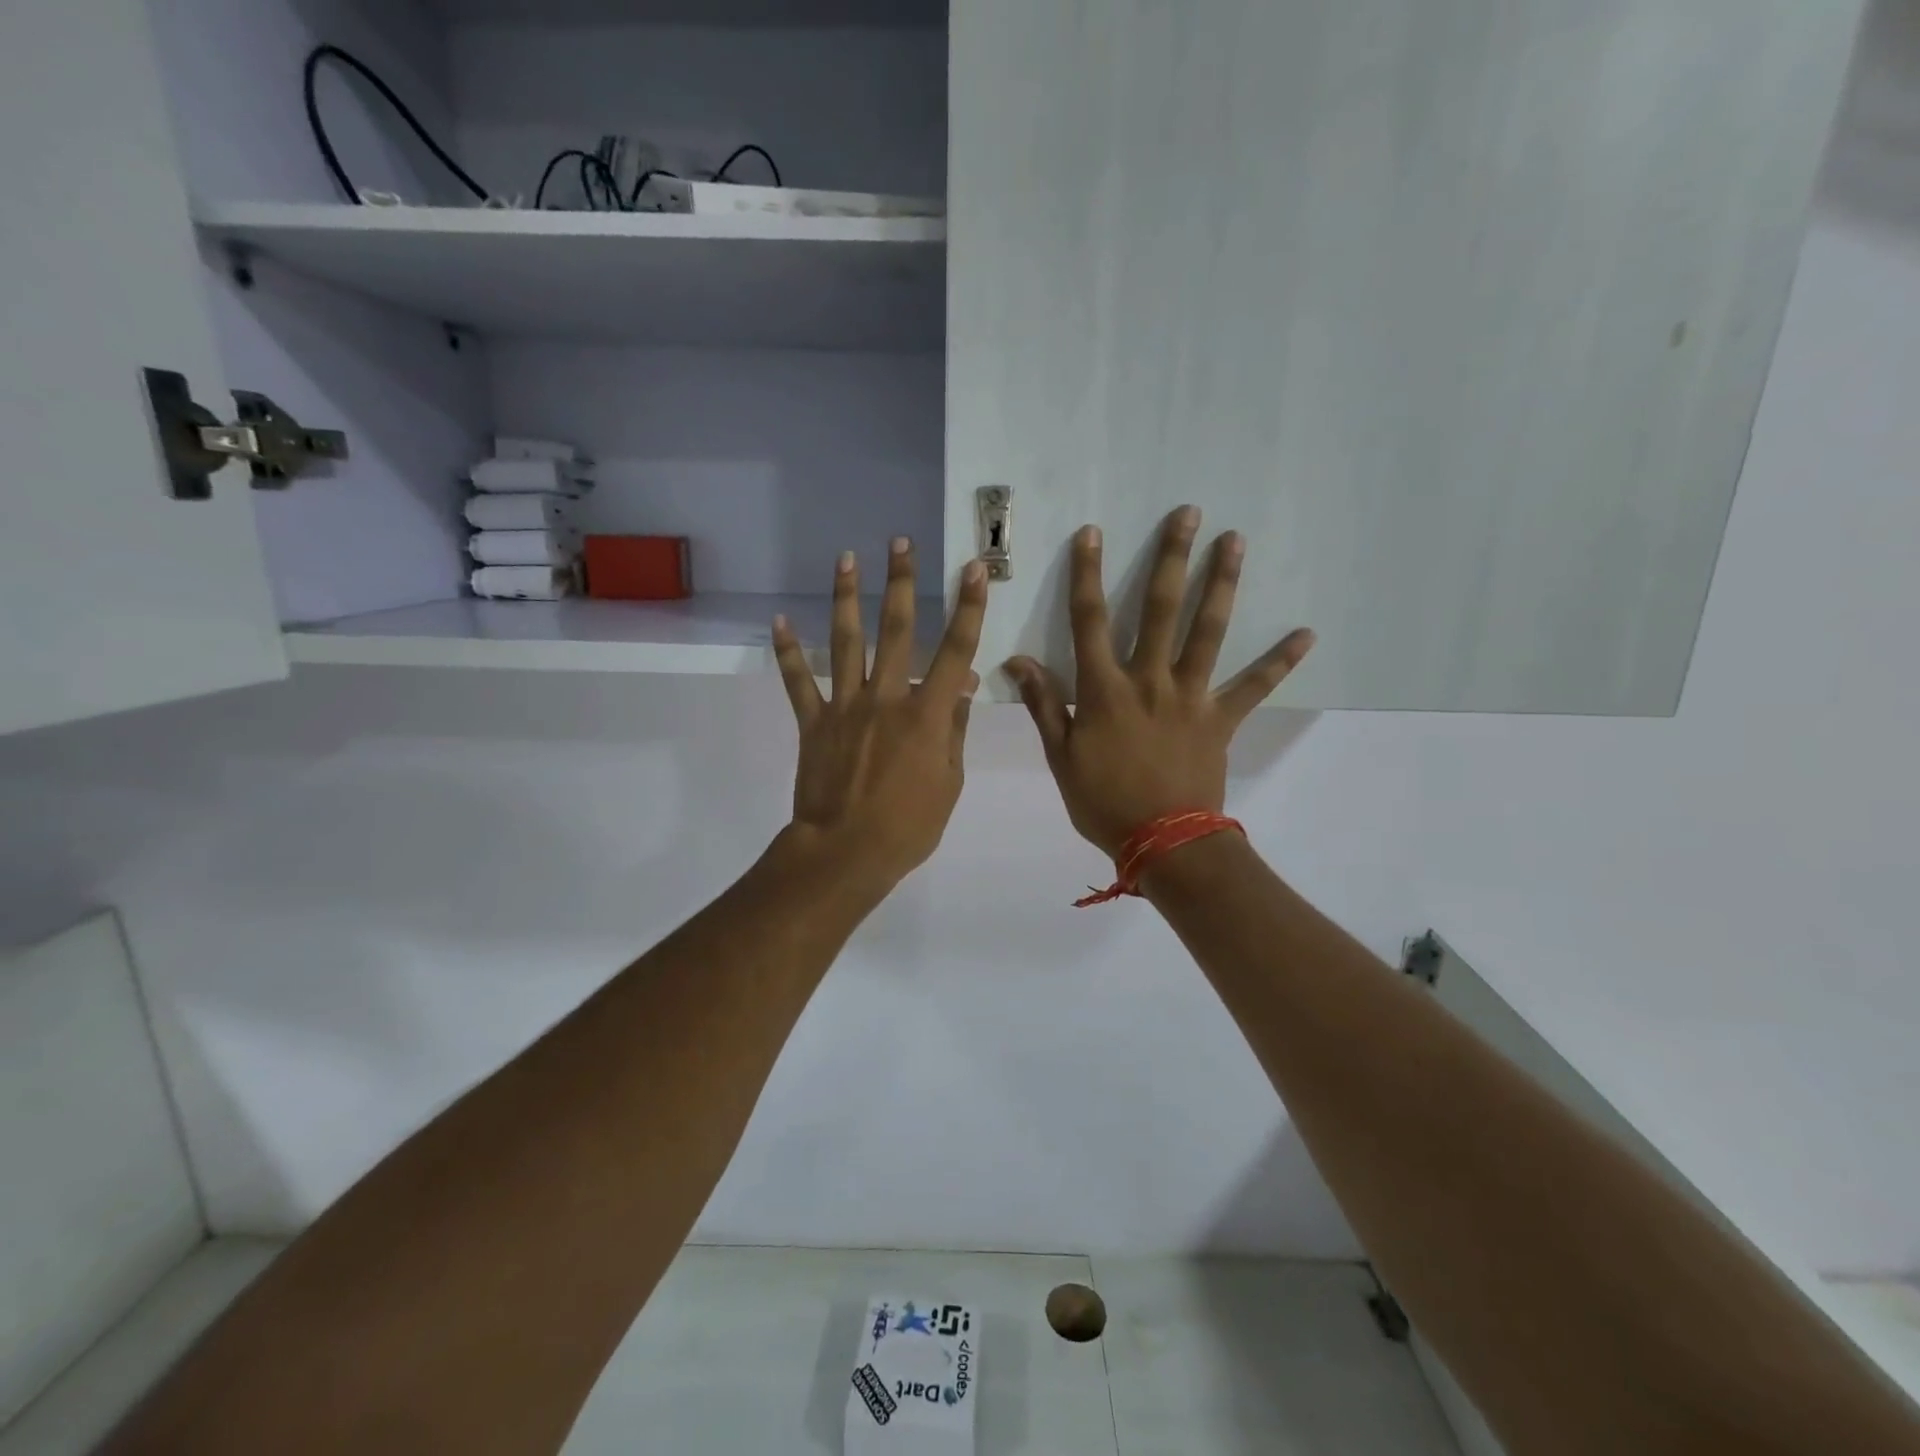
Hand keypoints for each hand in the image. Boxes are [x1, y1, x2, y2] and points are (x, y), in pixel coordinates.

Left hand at [772, 539, 987, 892]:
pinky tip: (778, 621)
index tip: (972, 568)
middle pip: (896, 631)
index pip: (955, 651)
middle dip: (901, 583)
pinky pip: (798, 682)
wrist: (847, 852)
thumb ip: (954, 730)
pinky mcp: (814, 722)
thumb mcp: (950, 782)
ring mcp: (845, 707)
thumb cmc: (909, 826)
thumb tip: (964, 689)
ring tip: (845, 559)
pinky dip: (787, 652)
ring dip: (847, 597)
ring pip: (845, 642)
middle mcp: (886, 698)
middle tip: (900, 543)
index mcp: (926, 715)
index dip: (967, 607)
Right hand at [1005, 507, 1314, 857]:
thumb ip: (1044, 704)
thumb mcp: (1061, 757)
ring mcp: (1191, 696)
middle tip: (1188, 514)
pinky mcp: (1221, 718)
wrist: (1163, 843)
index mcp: (1105, 690)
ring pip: (1207, 631)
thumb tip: (1016, 660)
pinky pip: (1255, 686)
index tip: (1092, 532)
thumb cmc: (1103, 801)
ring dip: (1222, 584)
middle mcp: (1150, 681)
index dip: (1087, 574)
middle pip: (1160, 609)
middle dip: (1171, 558)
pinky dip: (1280, 661)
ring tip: (1235, 540)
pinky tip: (1307, 634)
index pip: (1090, 621)